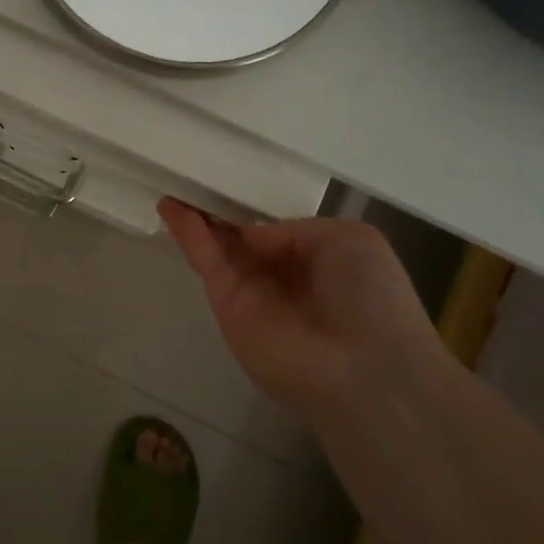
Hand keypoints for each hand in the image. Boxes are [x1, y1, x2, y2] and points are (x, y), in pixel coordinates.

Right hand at [158, 201, 439, 410]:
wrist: (364, 366)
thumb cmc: (371, 297)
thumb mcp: (351, 240)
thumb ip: (296, 229)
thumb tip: (253, 237)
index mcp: (315, 260)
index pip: (273, 230)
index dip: (249, 207)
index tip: (226, 179)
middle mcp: (280, 276)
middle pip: (239, 237)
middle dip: (216, 209)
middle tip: (190, 177)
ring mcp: (251, 292)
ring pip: (217, 247)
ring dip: (194, 216)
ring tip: (171, 182)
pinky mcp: (227, 305)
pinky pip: (206, 261)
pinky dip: (188, 233)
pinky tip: (171, 206)